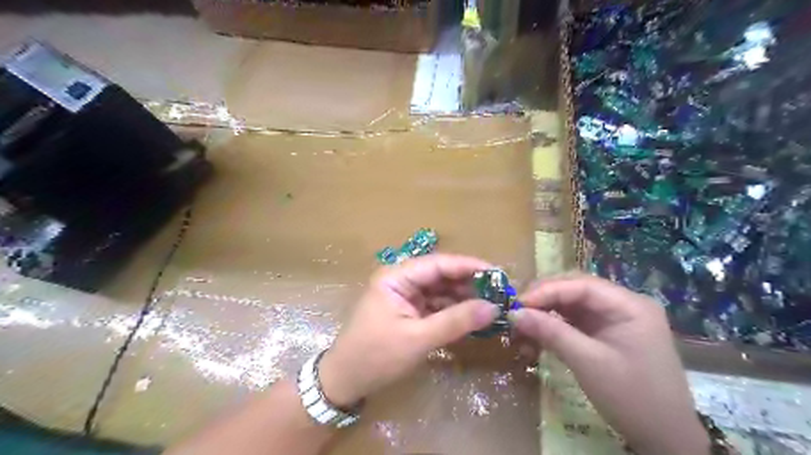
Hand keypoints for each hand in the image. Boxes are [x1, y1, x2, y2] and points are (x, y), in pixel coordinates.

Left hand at [318, 255, 501, 406]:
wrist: (345, 381)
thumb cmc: (376, 356)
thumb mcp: (418, 339)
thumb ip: (456, 322)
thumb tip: (493, 308)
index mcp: (396, 277)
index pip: (438, 263)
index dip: (469, 266)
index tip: (498, 274)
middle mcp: (401, 280)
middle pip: (441, 275)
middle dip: (469, 283)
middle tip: (500, 293)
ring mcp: (405, 296)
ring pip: (441, 290)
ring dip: (464, 297)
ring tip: (493, 305)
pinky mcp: (409, 311)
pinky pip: (436, 305)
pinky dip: (454, 311)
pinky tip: (473, 317)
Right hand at [512, 274, 711, 454]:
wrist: (665, 441)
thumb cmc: (633, 398)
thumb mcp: (588, 363)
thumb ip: (551, 333)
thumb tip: (514, 314)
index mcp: (629, 305)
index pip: (581, 285)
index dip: (546, 290)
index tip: (517, 304)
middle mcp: (621, 304)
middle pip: (573, 290)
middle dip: (542, 301)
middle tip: (515, 315)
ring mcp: (612, 319)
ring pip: (569, 306)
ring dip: (543, 316)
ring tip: (520, 332)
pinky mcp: (603, 334)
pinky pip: (572, 322)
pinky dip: (552, 329)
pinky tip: (534, 341)